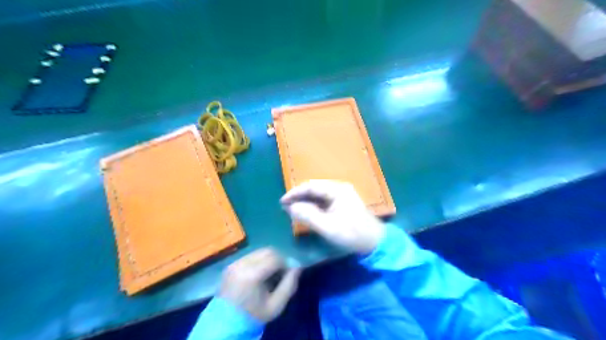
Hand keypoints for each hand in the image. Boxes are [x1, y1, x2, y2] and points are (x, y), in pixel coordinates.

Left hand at [221, 247, 300, 321]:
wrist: (226, 323)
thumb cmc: (254, 315)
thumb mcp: (276, 305)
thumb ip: (289, 285)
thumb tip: (297, 267)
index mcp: (252, 275)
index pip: (275, 258)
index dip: (285, 263)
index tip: (288, 274)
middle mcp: (242, 264)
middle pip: (267, 251)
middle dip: (278, 259)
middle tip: (281, 272)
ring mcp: (235, 263)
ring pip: (259, 251)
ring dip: (268, 259)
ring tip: (270, 273)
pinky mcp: (231, 264)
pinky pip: (250, 256)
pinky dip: (259, 261)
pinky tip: (259, 274)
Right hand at [279, 179, 382, 252]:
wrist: (374, 242)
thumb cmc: (352, 234)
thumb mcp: (328, 227)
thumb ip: (308, 216)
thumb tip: (290, 207)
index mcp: (337, 190)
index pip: (311, 186)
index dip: (295, 193)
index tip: (282, 202)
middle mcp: (338, 189)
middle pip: (313, 189)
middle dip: (298, 197)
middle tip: (285, 206)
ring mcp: (341, 195)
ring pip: (317, 195)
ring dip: (304, 201)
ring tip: (292, 209)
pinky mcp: (341, 203)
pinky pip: (322, 201)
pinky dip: (312, 206)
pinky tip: (305, 212)